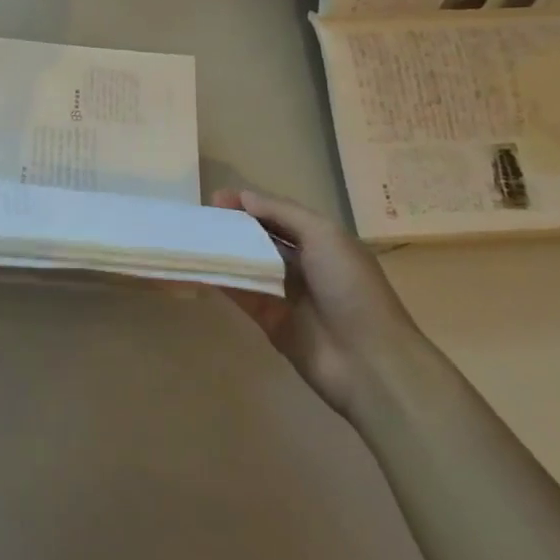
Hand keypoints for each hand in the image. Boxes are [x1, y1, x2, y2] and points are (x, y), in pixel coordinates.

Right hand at [211, 187, 425, 420]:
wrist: (368, 362)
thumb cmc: (350, 288)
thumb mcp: (323, 235)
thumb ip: (281, 213)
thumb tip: (243, 197)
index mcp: (321, 241)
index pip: (277, 214)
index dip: (248, 204)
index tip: (215, 199)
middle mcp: (302, 263)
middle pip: (260, 238)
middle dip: (232, 226)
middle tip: (199, 218)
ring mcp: (284, 292)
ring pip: (247, 264)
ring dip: (222, 251)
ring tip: (190, 238)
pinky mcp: (269, 319)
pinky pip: (239, 293)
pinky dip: (219, 280)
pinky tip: (197, 267)